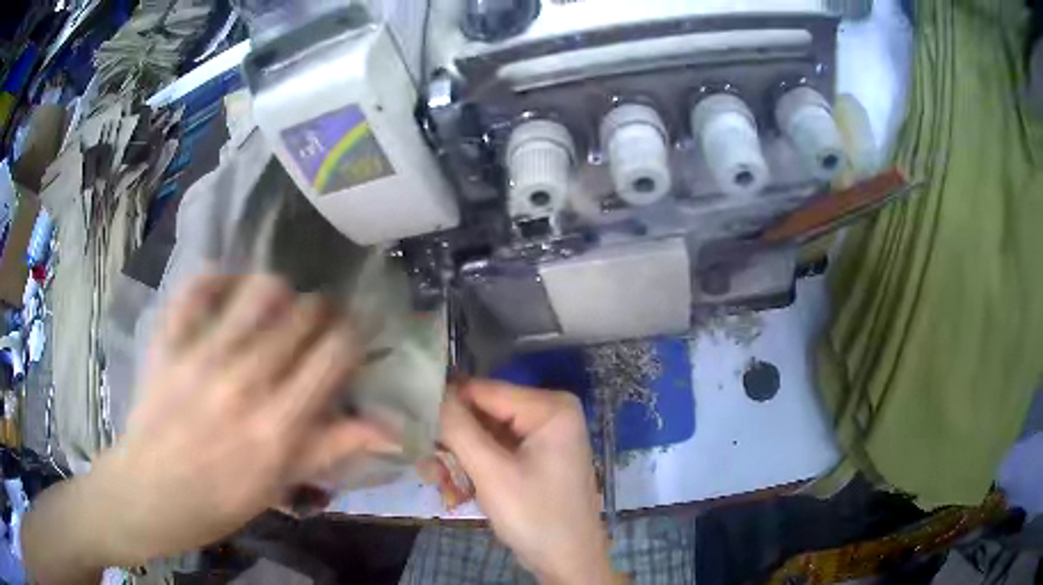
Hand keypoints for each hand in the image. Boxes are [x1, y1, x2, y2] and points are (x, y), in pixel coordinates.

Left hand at [26, 273, 395, 578]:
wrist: (149, 494)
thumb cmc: (219, 500)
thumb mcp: (280, 485)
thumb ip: (331, 448)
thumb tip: (389, 430)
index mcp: (277, 425)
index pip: (333, 354)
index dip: (352, 334)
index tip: (351, 334)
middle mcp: (244, 381)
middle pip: (301, 315)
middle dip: (320, 310)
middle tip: (316, 319)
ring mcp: (201, 355)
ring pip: (257, 291)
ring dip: (278, 290)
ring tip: (276, 303)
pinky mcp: (169, 342)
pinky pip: (197, 289)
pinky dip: (217, 279)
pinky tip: (227, 289)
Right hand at [441, 380, 617, 584]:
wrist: (568, 562)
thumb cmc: (535, 517)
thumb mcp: (492, 472)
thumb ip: (458, 429)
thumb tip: (430, 392)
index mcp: (550, 407)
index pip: (483, 390)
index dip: (445, 404)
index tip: (412, 425)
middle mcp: (548, 414)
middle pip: (482, 414)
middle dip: (452, 443)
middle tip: (428, 469)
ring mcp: (542, 438)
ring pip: (483, 436)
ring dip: (458, 461)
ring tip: (442, 487)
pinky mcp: (534, 459)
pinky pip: (494, 453)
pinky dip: (473, 470)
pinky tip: (457, 494)